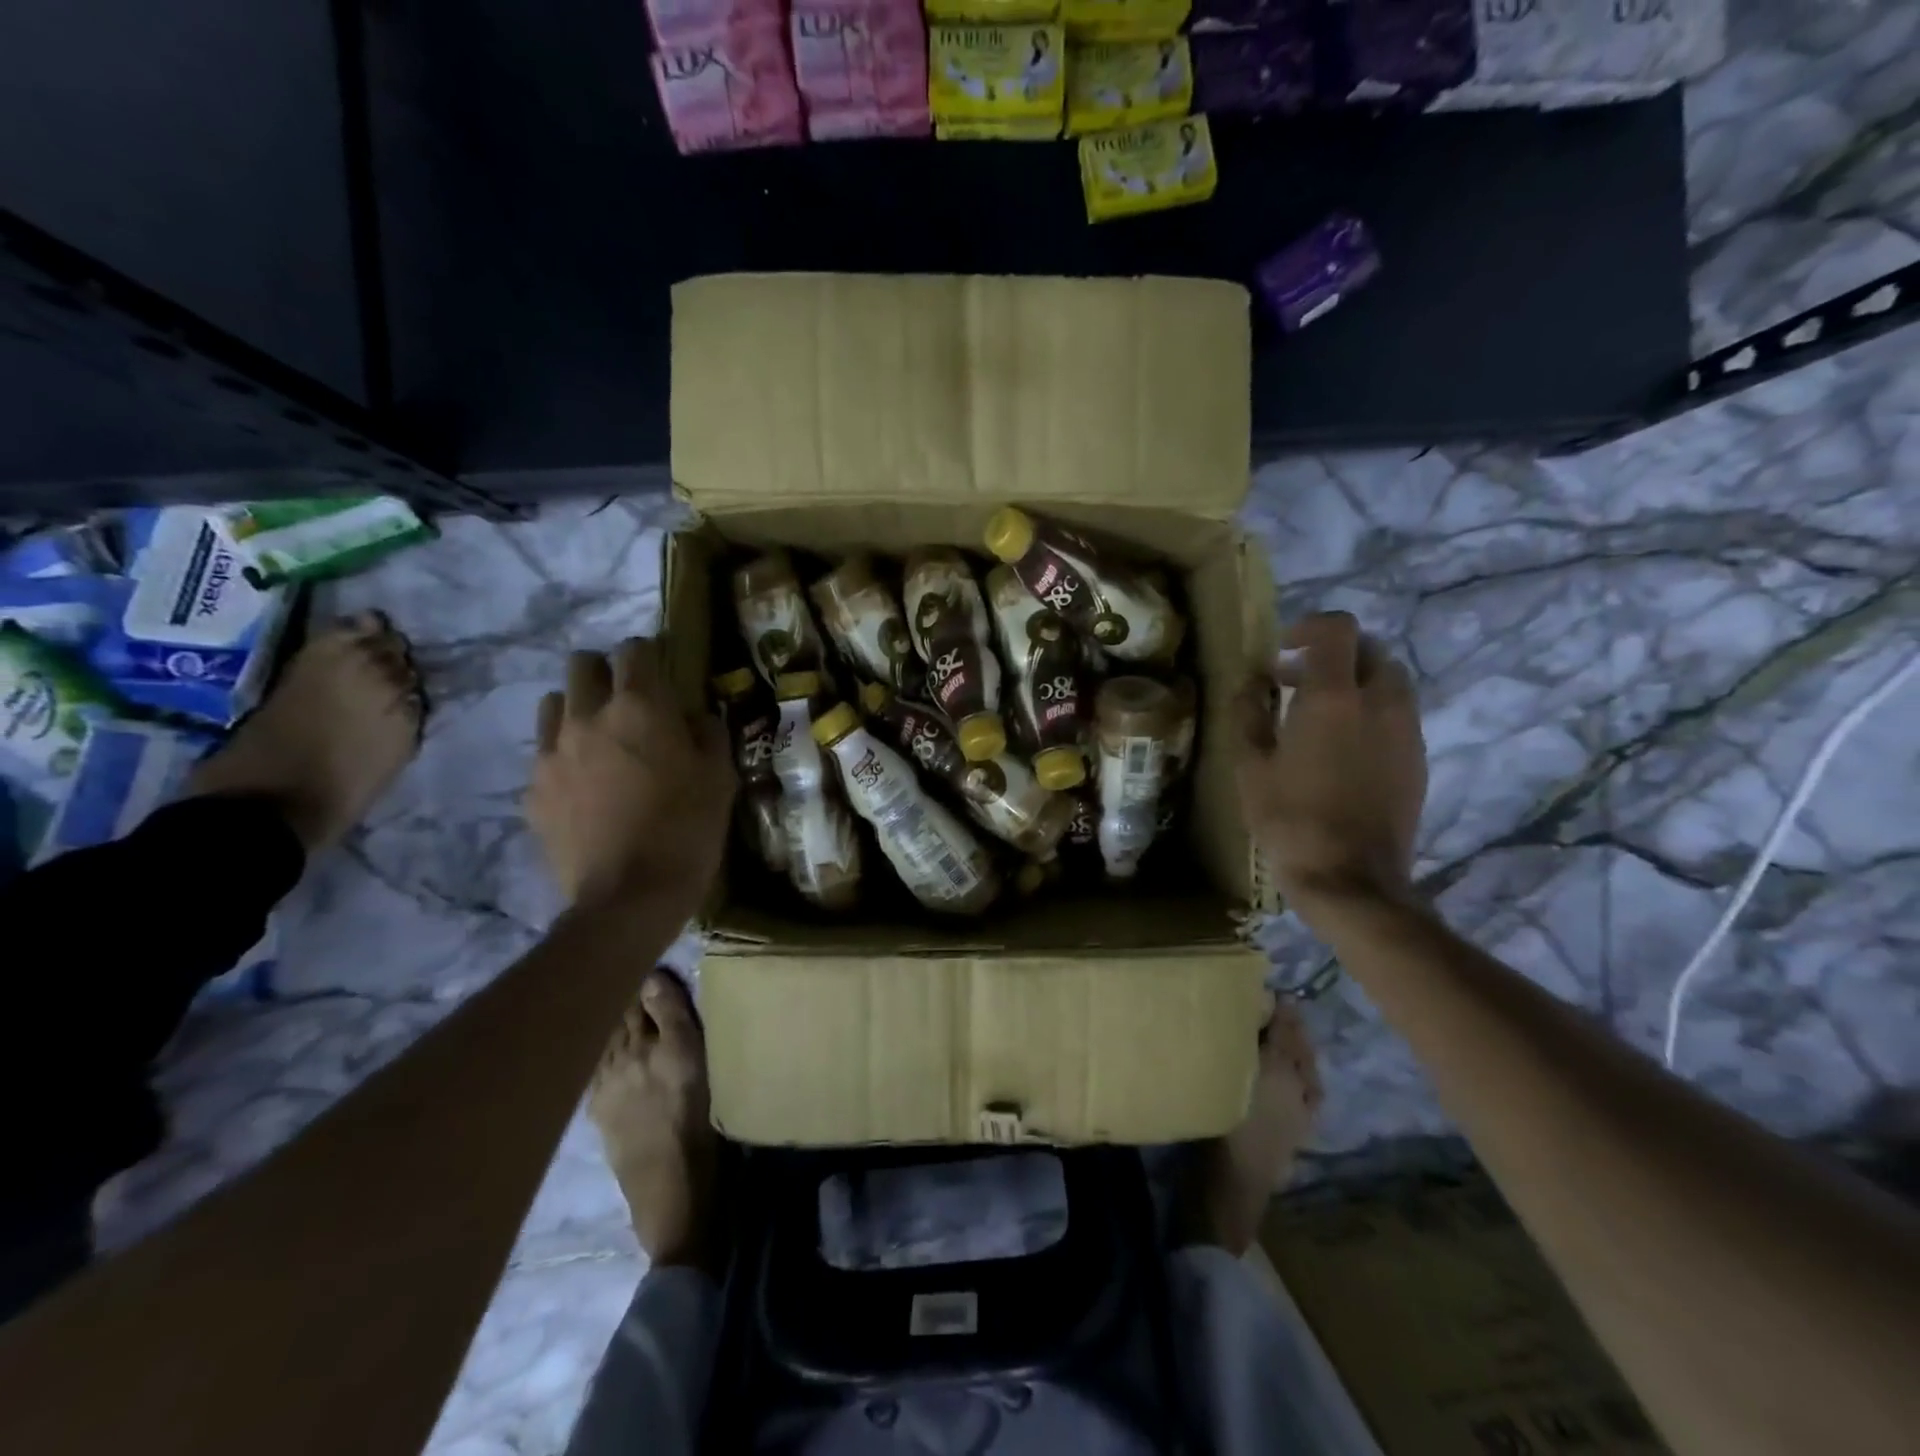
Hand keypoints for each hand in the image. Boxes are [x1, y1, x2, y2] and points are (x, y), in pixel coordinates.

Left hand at [526, 639, 734, 911]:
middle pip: (581, 664)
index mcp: (639, 707)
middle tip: (629, 703)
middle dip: (605, 673)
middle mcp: (587, 717)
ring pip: (554, 705)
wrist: (629, 898)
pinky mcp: (532, 791)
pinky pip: (544, 755)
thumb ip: (707, 733)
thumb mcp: (719, 777)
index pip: (634, 650)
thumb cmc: (687, 830)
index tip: (663, 673)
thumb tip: (694, 716)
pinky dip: (564, 758)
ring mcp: (551, 754)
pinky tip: (585, 789)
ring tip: (600, 741)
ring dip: (578, 710)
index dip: (650, 656)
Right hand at [1234, 612, 1425, 907]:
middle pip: (1370, 650)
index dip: (1309, 627)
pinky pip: (1398, 715)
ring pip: (1389, 682)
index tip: (1282, 649)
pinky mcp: (1418, 759)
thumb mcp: (1250, 766)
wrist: (1350, 880)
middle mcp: (1381, 702)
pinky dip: (1370, 712)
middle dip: (1333, 655)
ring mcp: (1407, 731)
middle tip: (1294, 681)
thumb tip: (1252, 683)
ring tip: (1317, 715)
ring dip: (1354, 683)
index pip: (1338, 629)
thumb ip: (1248, 713)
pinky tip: (1341, 748)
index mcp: (1335, 697)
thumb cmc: (1290, 819)